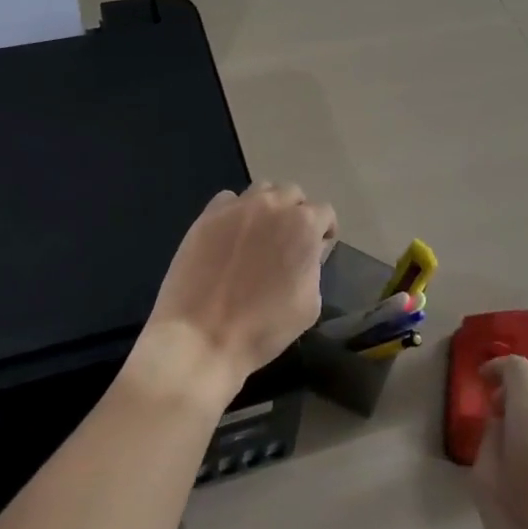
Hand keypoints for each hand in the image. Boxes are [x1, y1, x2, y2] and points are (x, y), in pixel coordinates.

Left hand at [128, 183, 336, 407]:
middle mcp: (272, 206)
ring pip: (261, 190)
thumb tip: (306, 253)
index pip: (324, 212)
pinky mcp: (207, 216)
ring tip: (260, 232)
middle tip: (288, 240)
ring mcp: (237, 208)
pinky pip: (228, 200)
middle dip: (296, 212)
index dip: (324, 230)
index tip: (319, 247)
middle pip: (292, 194)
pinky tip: (230, 235)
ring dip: (268, 206)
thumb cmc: (264, 328)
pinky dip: (235, 211)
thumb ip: (313, 267)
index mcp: (303, 226)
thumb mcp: (309, 304)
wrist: (202, 338)